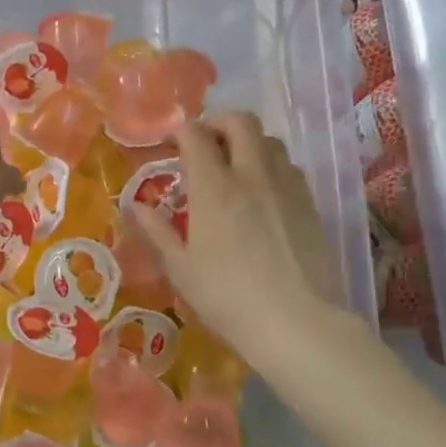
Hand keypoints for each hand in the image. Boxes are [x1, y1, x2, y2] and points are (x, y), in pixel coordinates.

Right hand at [129, 114, 342, 361]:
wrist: (296, 323)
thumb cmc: (227, 298)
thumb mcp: (180, 269)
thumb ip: (157, 232)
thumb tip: (135, 206)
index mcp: (214, 188)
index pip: (196, 135)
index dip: (181, 132)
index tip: (172, 145)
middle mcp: (252, 175)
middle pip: (240, 122)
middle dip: (218, 122)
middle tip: (205, 144)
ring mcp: (286, 187)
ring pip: (270, 141)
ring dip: (248, 143)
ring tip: (235, 167)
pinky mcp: (310, 205)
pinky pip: (290, 168)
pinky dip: (271, 166)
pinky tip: (263, 194)